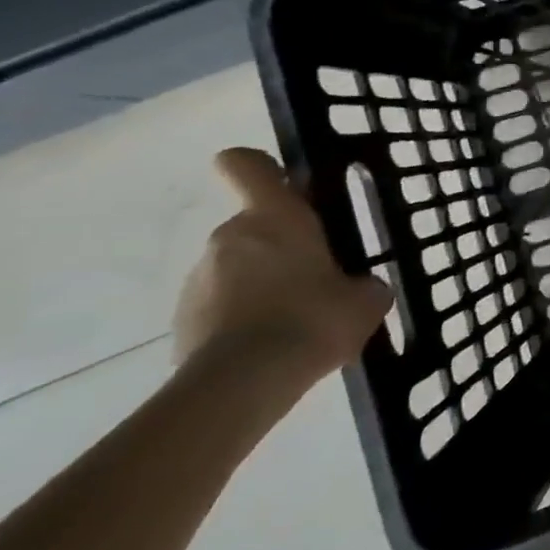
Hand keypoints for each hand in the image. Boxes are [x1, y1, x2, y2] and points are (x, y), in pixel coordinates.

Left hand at [173, 148, 391, 384]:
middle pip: (254, 224)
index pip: (246, 165)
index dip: (262, 167)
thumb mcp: (365, 300)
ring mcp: (198, 278)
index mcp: (275, 217)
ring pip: (237, 267)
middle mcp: (229, 236)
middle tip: (318, 277)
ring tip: (296, 320)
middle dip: (282, 246)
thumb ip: (363, 283)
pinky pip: (221, 304)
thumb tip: (359, 288)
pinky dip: (243, 317)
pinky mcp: (183, 319)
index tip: (287, 184)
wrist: (243, 384)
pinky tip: (271, 346)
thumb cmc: (313, 319)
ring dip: (262, 283)